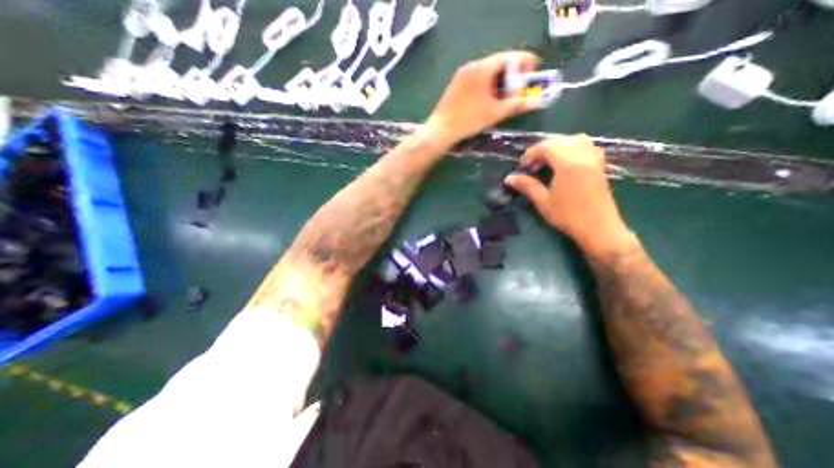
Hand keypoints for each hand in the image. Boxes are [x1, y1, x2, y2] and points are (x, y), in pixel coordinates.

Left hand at [425, 50, 540, 145]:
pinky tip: (489, 97)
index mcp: (482, 68)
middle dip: (512, 72)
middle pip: (497, 63)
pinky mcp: (456, 84)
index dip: (525, 61)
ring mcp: (461, 74)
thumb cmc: (469, 120)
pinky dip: (487, 84)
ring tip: (507, 93)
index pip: (509, 57)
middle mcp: (471, 66)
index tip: (534, 69)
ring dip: (499, 79)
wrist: (441, 129)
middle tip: (521, 84)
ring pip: (486, 71)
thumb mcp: (495, 113)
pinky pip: (476, 78)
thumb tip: (535, 101)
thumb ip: (516, 105)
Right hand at [505, 134, 636, 259]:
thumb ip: (527, 186)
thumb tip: (509, 178)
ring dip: (559, 146)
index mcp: (568, 164)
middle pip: (561, 141)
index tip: (522, 166)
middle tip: (532, 165)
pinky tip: (566, 162)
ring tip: (548, 161)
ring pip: (576, 140)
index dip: (531, 153)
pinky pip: (587, 147)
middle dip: (543, 149)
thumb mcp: (543, 201)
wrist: (598, 228)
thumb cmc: (568, 216)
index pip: (547, 146)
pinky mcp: (599, 166)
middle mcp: (583, 156)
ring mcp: (594, 160)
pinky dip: (574, 148)